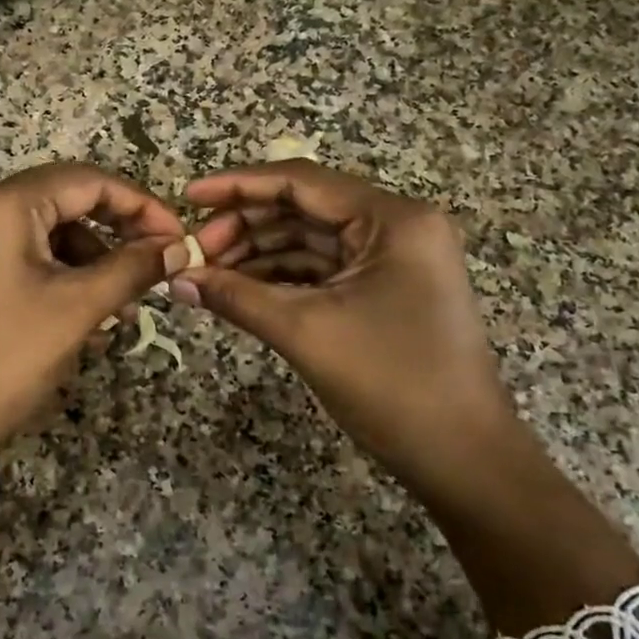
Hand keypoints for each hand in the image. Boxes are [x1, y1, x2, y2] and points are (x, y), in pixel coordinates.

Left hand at [0, 162, 185, 481]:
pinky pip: (21, 260)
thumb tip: (177, 247)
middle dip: (115, 237)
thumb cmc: (1, 359)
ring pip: (45, 236)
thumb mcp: (76, 309)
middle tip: (155, 268)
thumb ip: (132, 269)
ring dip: (90, 265)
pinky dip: (58, 281)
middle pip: (64, 203)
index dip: (140, 205)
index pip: (86, 181)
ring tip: (121, 312)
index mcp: (0, 204)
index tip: (177, 237)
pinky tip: (84, 322)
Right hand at [176, 161, 516, 501]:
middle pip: (304, 208)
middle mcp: (396, 227)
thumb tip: (176, 279)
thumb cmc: (391, 384)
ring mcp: (393, 260)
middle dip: (245, 226)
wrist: (462, 457)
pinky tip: (239, 290)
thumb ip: (236, 296)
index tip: (189, 197)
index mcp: (392, 219)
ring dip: (258, 253)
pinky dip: (280, 278)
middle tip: (195, 252)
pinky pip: (322, 270)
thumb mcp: (305, 332)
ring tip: (207, 273)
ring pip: (310, 240)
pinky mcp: (385, 290)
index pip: (302, 181)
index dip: (239, 185)